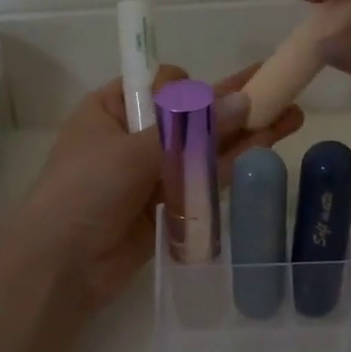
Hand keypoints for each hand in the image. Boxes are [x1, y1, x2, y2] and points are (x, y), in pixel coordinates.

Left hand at [0, 64, 302, 312]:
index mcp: (112, 109)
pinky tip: (266, 147)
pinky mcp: (168, 203)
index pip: (161, 84)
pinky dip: (231, 165)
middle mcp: (134, 135)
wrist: (60, 267)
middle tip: (279, 90)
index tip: (213, 98)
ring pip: (203, 147)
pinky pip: (203, 179)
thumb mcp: (135, 151)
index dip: (192, 87)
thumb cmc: (84, 192)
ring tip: (290, 117)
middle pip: (191, 115)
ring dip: (243, 133)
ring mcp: (153, 171)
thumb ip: (193, 130)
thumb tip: (245, 102)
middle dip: (233, 104)